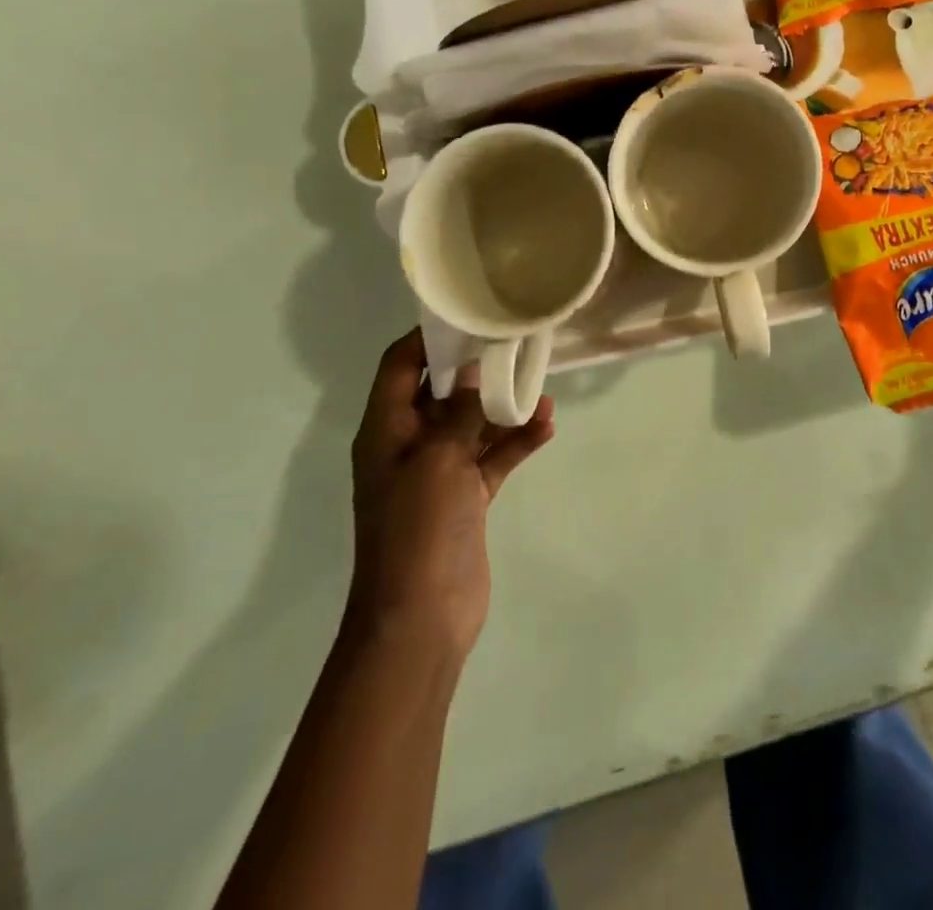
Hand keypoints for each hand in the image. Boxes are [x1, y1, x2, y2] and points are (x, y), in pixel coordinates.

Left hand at [346, 330, 554, 663]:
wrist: (420, 617)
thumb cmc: (418, 527)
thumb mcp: (439, 458)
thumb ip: (461, 411)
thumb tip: (478, 369)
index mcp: (386, 429)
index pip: (399, 366)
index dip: (427, 337)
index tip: (467, 315)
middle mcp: (409, 444)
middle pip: (443, 391)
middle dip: (478, 369)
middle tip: (516, 343)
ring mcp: (439, 472)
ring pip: (473, 425)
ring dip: (504, 408)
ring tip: (542, 390)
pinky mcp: (466, 497)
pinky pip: (492, 458)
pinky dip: (516, 443)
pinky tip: (546, 428)